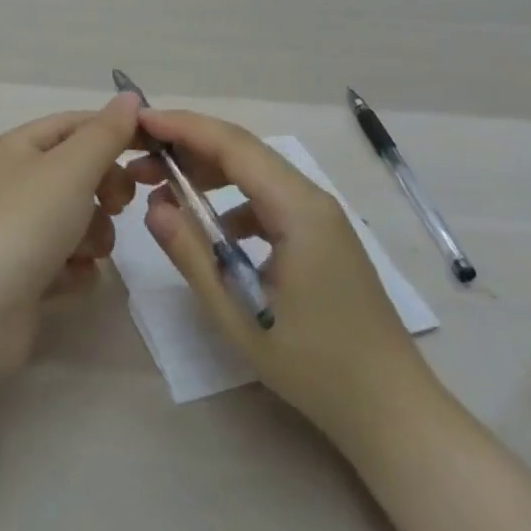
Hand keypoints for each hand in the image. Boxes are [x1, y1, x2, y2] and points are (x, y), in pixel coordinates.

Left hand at [0, 94, 142, 411]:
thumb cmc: (24, 224)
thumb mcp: (71, 168)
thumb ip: (106, 132)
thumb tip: (130, 95)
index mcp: (22, 147)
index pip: (79, 124)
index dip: (117, 132)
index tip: (155, 152)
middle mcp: (19, 183)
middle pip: (82, 173)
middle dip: (107, 189)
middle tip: (118, 205)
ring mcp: (21, 230)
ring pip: (81, 219)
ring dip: (95, 234)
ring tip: (83, 251)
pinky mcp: (26, 273)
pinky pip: (70, 260)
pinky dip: (77, 268)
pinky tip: (68, 278)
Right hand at [133, 109, 431, 439]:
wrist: (391, 409)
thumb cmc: (315, 364)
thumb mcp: (238, 312)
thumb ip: (192, 254)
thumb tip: (152, 207)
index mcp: (298, 209)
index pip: (232, 145)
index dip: (183, 127)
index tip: (139, 120)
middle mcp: (311, 199)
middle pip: (243, 152)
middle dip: (188, 147)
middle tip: (139, 160)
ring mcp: (319, 217)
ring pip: (254, 174)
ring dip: (207, 173)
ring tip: (162, 189)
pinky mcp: (319, 236)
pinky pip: (267, 201)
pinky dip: (230, 201)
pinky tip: (209, 229)